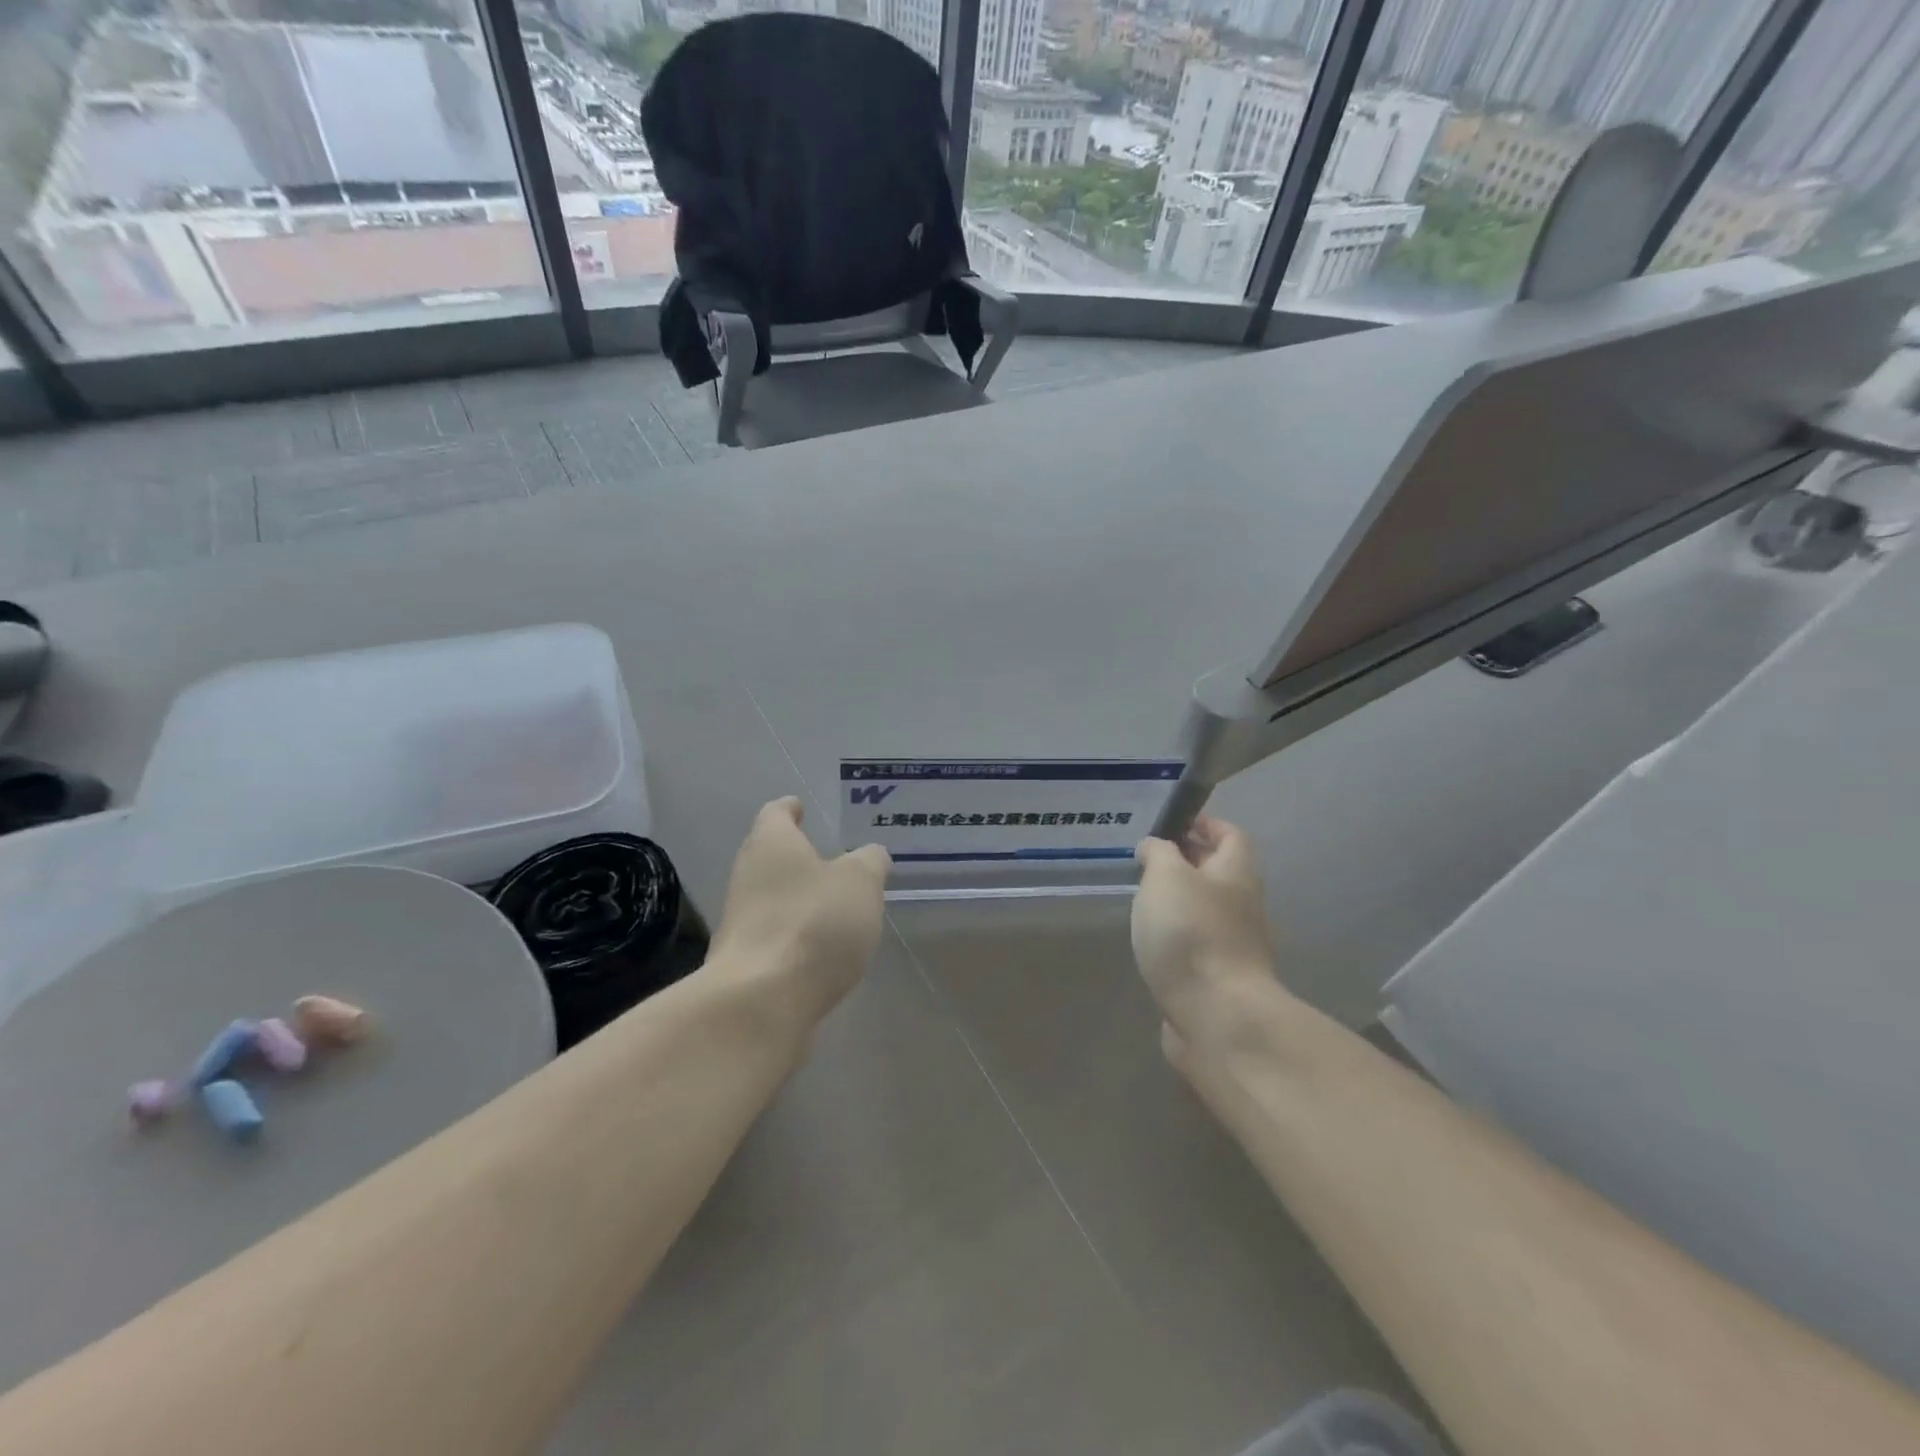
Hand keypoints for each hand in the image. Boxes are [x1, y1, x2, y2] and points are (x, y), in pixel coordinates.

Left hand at [708, 797, 891, 1026]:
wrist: (760, 1002)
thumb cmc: (813, 922)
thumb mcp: (860, 883)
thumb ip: (869, 863)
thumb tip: (871, 855)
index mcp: (772, 844)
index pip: (776, 813)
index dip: (790, 808)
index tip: (801, 807)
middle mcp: (747, 875)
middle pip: (768, 854)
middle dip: (795, 854)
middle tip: (827, 856)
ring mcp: (740, 921)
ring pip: (770, 895)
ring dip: (796, 896)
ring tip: (831, 902)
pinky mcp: (744, 961)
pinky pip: (773, 933)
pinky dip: (794, 932)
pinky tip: (818, 946)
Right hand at [1132, 816, 1282, 1064]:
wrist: (1217, 1016)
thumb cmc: (1192, 933)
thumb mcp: (1167, 876)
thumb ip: (1159, 853)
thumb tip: (1155, 847)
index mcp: (1236, 874)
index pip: (1231, 835)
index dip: (1206, 824)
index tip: (1174, 822)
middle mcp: (1242, 906)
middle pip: (1220, 873)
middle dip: (1189, 861)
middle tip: (1150, 859)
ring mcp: (1234, 946)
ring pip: (1207, 910)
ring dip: (1181, 900)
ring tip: (1144, 898)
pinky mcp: (1218, 979)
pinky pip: (1197, 944)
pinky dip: (1177, 936)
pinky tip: (1152, 940)